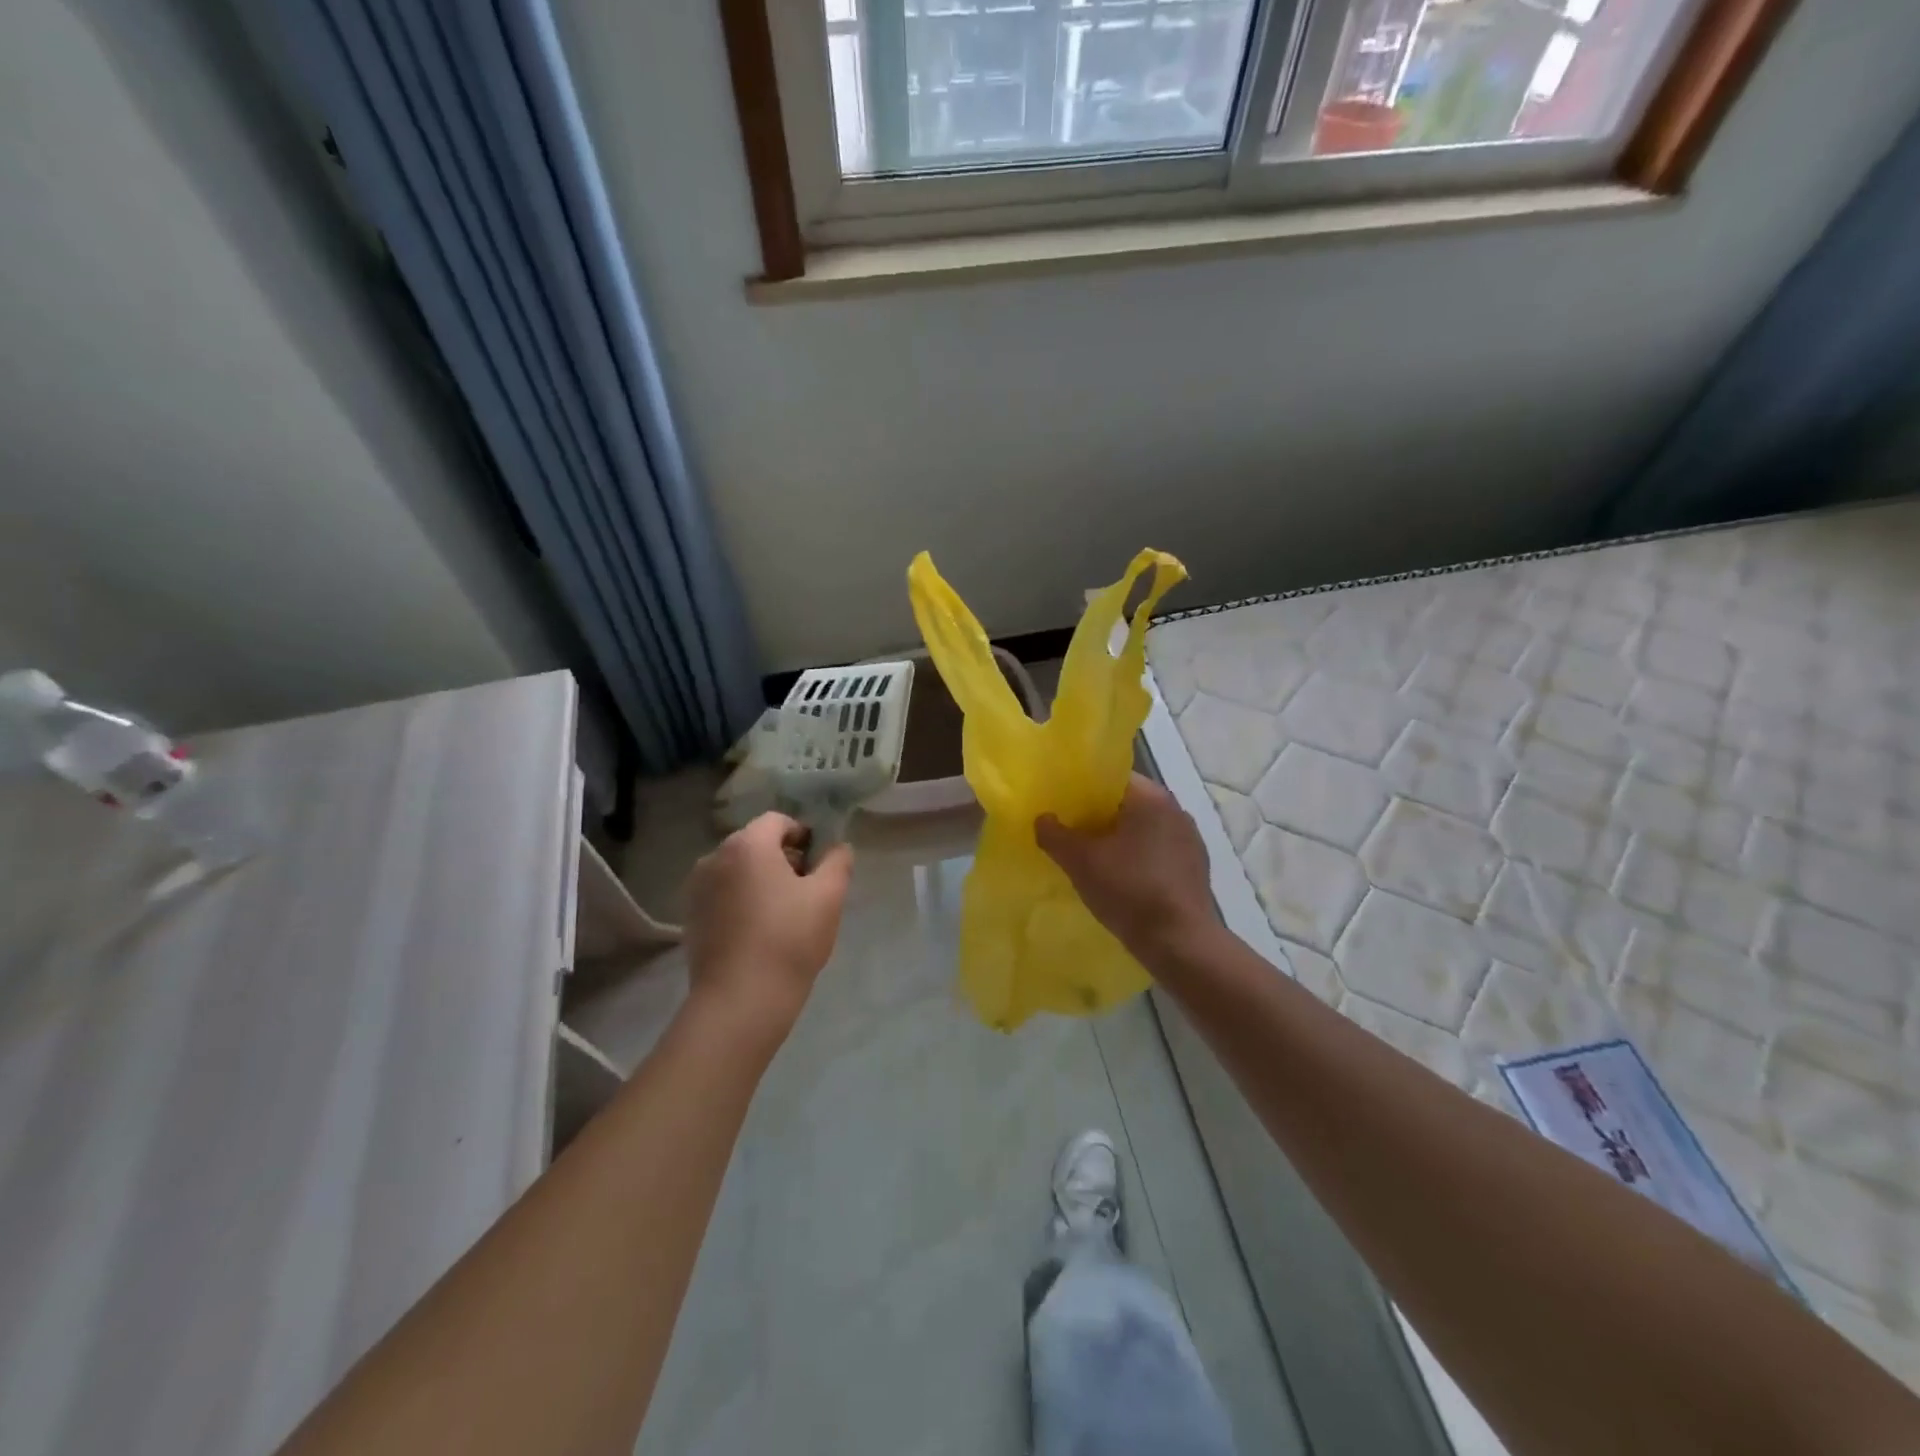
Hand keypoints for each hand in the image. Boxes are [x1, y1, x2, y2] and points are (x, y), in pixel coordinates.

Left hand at [683, 814, 852, 1046]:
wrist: (741, 1000)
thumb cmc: (789, 939)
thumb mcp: (828, 896)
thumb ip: (837, 862)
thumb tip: (838, 847)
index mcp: (747, 844)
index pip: (778, 821)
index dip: (804, 835)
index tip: (819, 864)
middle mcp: (715, 857)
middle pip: (756, 843)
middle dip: (783, 858)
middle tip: (807, 891)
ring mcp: (697, 888)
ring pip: (738, 870)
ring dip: (761, 880)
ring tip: (784, 914)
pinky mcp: (691, 917)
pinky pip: (723, 894)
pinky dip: (742, 901)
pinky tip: (759, 932)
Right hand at [1036, 774, 1216, 967]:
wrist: (1180, 943)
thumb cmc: (1129, 891)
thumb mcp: (1081, 862)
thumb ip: (1055, 835)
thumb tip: (1042, 819)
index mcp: (1151, 797)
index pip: (1111, 779)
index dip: (1083, 790)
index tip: (1062, 806)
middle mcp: (1175, 809)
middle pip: (1127, 804)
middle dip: (1099, 817)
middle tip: (1071, 834)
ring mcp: (1190, 839)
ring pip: (1144, 829)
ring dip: (1120, 840)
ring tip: (1093, 860)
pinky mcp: (1196, 867)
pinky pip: (1158, 852)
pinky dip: (1139, 859)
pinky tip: (1123, 881)